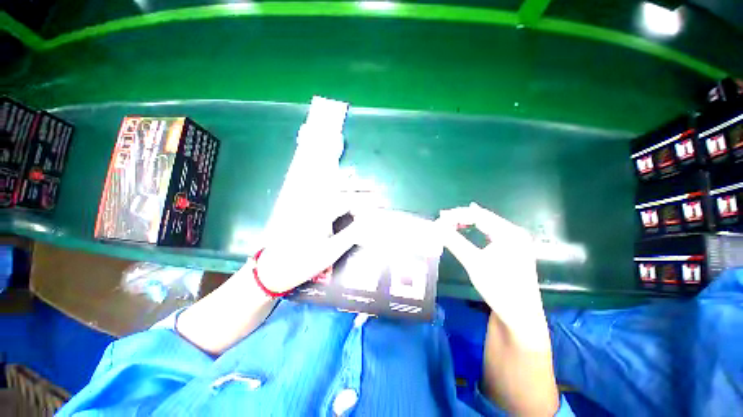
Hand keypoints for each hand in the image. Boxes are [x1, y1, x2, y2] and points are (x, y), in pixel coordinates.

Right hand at [437, 203, 548, 348]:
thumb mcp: (474, 263)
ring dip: (467, 222)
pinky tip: (466, 228)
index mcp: (510, 233)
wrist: (521, 317)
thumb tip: (436, 227)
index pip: (478, 215)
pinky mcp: (511, 249)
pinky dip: (474, 229)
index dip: (456, 215)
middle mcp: (514, 232)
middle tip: (441, 220)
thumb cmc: (499, 289)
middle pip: (483, 217)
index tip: (438, 219)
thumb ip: (454, 242)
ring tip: (449, 223)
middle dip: (461, 217)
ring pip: (486, 224)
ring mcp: (515, 241)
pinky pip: (489, 232)